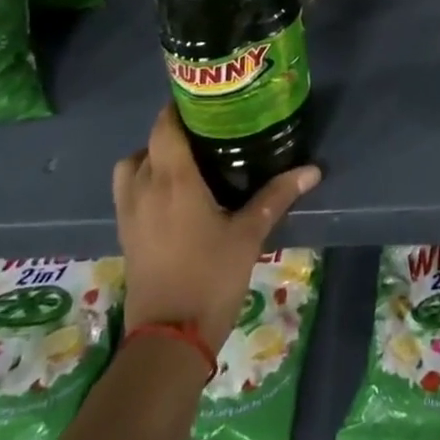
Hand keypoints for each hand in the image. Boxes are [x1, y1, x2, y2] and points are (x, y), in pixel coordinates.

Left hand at [112, 104, 320, 350]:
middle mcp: (144, 190)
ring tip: (185, 162)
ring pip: (131, 168)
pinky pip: (129, 193)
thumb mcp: (249, 234)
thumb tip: (313, 170)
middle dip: (171, 132)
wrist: (169, 340)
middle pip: (147, 144)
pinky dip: (145, 182)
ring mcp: (130, 215)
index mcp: (172, 181)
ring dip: (151, 157)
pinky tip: (174, 196)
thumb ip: (277, 196)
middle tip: (205, 131)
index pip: (165, 127)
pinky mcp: (126, 236)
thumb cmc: (210, 277)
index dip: (179, 107)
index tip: (205, 99)